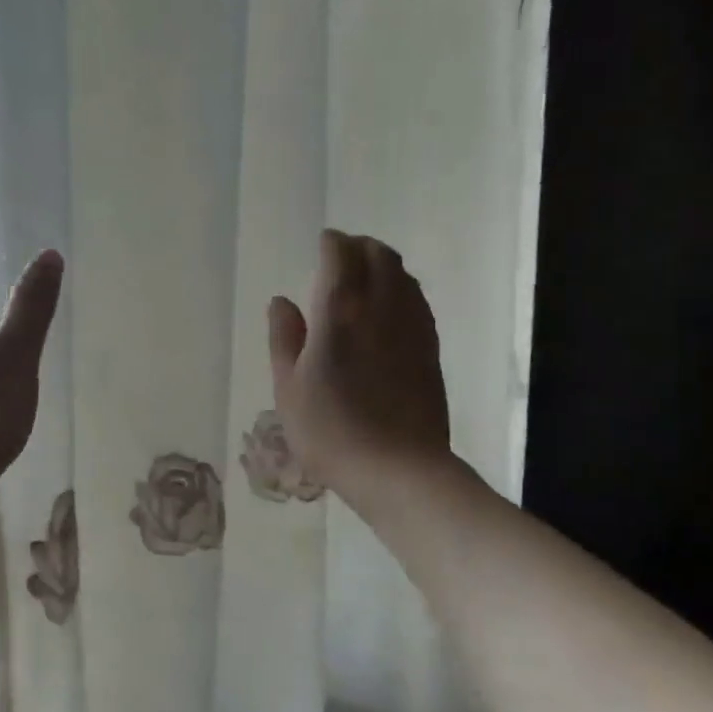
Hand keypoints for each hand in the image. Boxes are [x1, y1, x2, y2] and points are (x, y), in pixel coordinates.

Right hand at [267, 230, 452, 504]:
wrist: (397, 469)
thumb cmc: (329, 430)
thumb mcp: (287, 387)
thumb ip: (284, 337)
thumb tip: (282, 301)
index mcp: (340, 311)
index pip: (341, 255)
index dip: (331, 243)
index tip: (322, 243)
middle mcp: (382, 307)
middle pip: (379, 255)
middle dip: (359, 246)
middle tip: (341, 255)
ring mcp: (412, 327)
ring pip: (403, 275)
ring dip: (383, 264)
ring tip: (364, 276)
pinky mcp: (430, 348)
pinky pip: (417, 301)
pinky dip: (401, 290)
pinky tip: (388, 308)